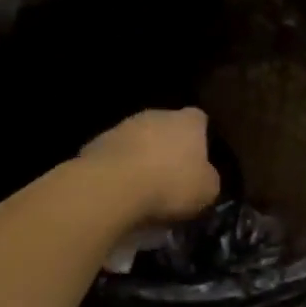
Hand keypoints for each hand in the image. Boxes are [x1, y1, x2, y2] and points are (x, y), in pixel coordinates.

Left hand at [80, 108, 221, 224]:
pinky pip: (115, 156)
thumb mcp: (207, 191)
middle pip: (166, 127)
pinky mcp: (96, 143)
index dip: (200, 138)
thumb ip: (209, 179)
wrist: (112, 188)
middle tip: (172, 175)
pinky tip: (120, 191)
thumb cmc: (170, 185)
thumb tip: (205, 178)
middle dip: (168, 147)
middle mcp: (156, 115)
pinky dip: (118, 169)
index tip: (199, 160)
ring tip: (143, 187)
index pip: (200, 120)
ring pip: (138, 139)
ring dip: (141, 157)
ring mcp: (123, 126)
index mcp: (188, 122)